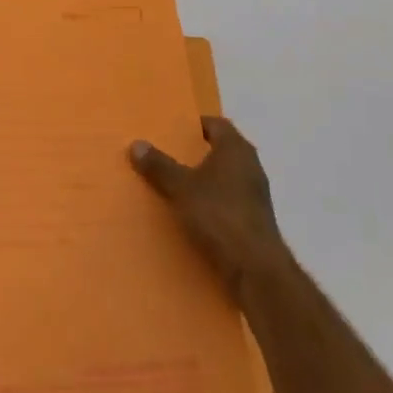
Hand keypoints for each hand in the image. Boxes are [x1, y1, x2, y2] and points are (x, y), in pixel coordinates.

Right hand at [131, 116, 292, 303]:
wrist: (255, 268)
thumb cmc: (219, 215)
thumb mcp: (181, 188)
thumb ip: (159, 166)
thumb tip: (137, 144)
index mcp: (236, 148)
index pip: (216, 124)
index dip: (195, 126)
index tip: (172, 132)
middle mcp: (250, 165)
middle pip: (221, 150)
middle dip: (196, 153)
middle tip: (167, 157)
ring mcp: (255, 193)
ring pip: (225, 177)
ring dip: (204, 180)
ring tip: (175, 186)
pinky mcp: (254, 219)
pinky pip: (228, 201)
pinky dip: (212, 202)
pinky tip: (192, 215)